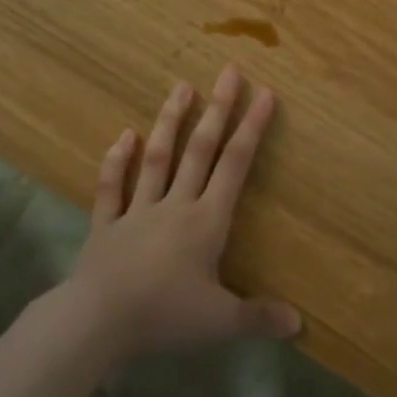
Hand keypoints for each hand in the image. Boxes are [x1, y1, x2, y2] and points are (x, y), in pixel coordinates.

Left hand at [65, 66, 300, 362]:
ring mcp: (137, 211)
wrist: (98, 321)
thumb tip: (298, 324)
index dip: (251, 129)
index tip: (263, 94)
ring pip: (157, 158)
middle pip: (200, 150)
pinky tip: (123, 136)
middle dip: (217, 110)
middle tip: (227, 72)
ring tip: (181, 87)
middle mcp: (174, 205)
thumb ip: (259, 318)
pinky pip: (111, 187)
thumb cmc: (164, 316)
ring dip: (169, 122)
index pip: (235, 166)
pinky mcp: (106, 225)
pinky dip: (116, 161)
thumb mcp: (220, 322)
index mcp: (206, 221)